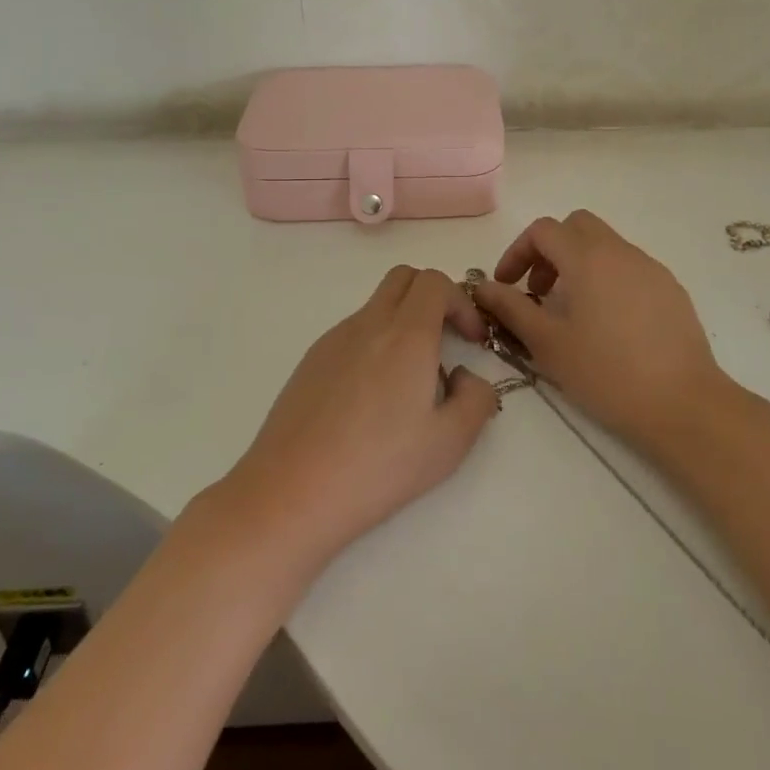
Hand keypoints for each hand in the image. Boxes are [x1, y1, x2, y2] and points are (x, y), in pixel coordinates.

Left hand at [215, 266, 498, 571]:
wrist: (291, 492)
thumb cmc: (378, 468)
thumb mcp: (449, 443)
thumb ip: (477, 399)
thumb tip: (465, 377)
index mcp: (406, 335)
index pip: (436, 282)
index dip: (462, 303)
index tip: (472, 341)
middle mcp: (368, 324)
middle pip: (403, 278)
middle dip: (433, 297)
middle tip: (446, 341)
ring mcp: (333, 339)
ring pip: (376, 305)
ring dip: (403, 322)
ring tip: (409, 382)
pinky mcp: (310, 361)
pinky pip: (352, 333)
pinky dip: (374, 343)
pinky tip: (371, 399)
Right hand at [473, 210, 725, 448]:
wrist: (683, 403)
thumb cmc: (606, 373)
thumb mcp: (547, 344)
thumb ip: (511, 308)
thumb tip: (482, 287)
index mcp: (588, 258)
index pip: (543, 230)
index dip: (517, 252)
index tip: (507, 286)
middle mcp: (621, 251)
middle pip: (577, 226)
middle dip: (550, 250)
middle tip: (539, 291)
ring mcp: (651, 268)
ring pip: (606, 246)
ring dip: (579, 264)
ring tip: (571, 311)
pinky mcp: (671, 289)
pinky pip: (630, 267)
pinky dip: (607, 279)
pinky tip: (608, 324)